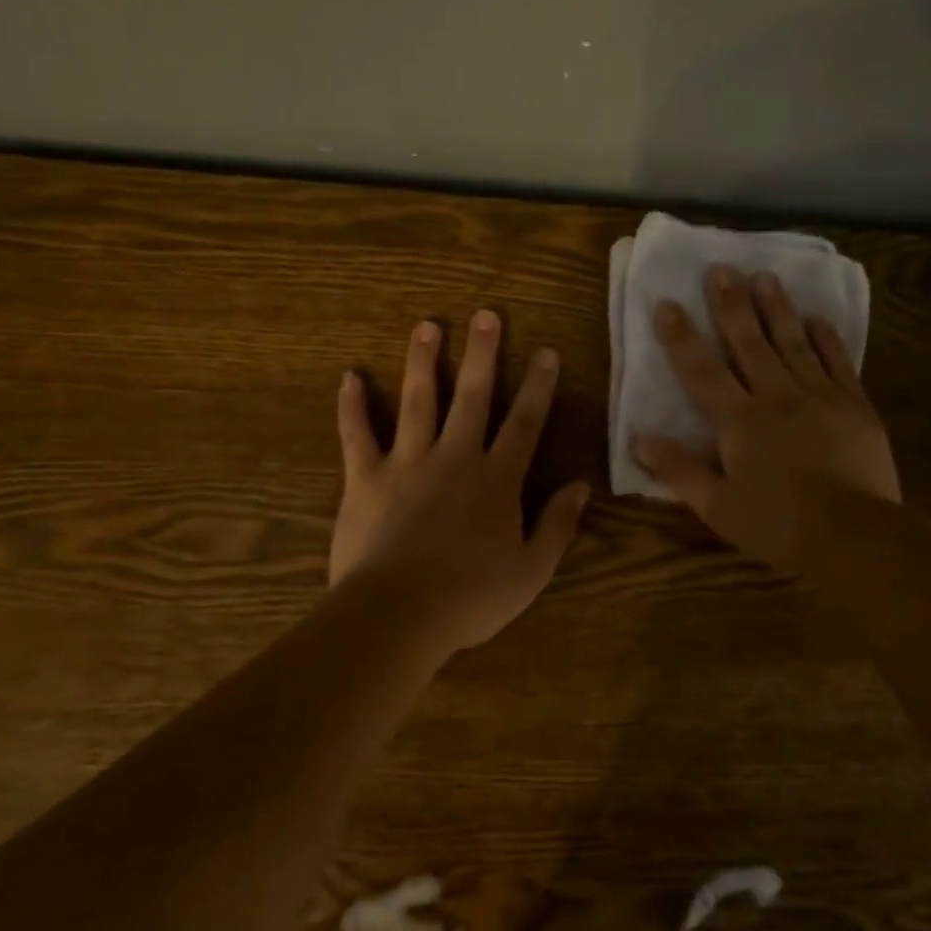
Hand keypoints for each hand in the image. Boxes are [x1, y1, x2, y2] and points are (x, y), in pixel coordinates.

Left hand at [332, 310, 589, 654]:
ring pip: (418, 401)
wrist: (398, 614)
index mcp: (496, 480)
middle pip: (473, 396)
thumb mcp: (531, 570)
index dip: (538, 387)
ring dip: (423, 362)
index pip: (525, 423)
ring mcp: (407, 463)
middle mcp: (454, 458)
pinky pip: (357, 435)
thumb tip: (581, 486)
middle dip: (483, 354)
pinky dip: (352, 406)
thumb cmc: (470, 597)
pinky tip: (349, 377)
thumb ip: (557, 525)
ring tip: (427, 326)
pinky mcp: (365, 478)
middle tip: (486, 315)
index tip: (546, 352)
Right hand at [632, 266, 899, 566]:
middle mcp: (777, 396)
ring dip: (777, 308)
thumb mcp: (718, 506)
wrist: (853, 535)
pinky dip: (827, 338)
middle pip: (749, 343)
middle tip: (721, 269)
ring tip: (765, 276)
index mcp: (740, 420)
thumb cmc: (778, 524)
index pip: (701, 371)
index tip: (667, 304)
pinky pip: (838, 362)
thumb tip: (638, 438)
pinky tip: (819, 319)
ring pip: (793, 342)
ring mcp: (820, 396)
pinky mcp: (854, 406)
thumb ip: (679, 470)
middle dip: (731, 305)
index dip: (681, 337)